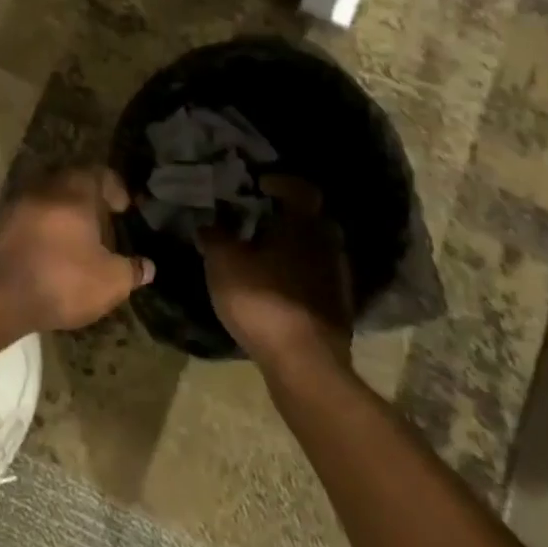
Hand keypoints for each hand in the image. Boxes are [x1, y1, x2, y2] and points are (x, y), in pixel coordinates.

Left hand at [0, 168, 154, 332]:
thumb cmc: (62, 280)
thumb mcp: (109, 282)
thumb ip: (131, 270)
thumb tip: (147, 266)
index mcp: (75, 190)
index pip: (100, 174)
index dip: (116, 189)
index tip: (124, 209)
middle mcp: (46, 186)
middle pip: (73, 182)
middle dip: (90, 200)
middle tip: (103, 225)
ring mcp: (19, 200)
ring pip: (50, 197)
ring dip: (65, 212)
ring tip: (78, 240)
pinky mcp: (0, 220)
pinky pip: (31, 213)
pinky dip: (44, 225)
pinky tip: (51, 250)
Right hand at [198, 176, 352, 371]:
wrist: (304, 364)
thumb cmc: (262, 299)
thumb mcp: (222, 261)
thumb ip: (214, 235)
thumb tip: (208, 221)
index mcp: (303, 225)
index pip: (301, 189)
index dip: (281, 182)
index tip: (259, 186)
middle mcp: (327, 245)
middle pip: (312, 219)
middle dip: (287, 216)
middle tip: (258, 220)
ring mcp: (338, 279)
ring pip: (316, 250)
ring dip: (294, 248)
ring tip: (264, 256)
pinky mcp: (339, 310)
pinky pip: (318, 278)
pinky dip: (300, 276)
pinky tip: (277, 287)